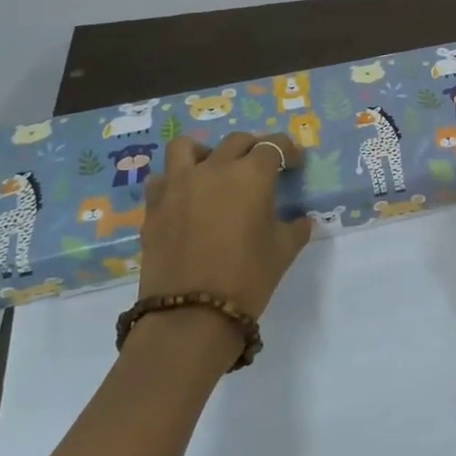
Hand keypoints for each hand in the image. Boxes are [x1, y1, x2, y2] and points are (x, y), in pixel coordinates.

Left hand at [139, 133, 312, 316]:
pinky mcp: (154, 207)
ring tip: (215, 170)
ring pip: (188, 147)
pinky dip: (177, 180)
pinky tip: (188, 198)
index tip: (295, 164)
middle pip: (237, 142)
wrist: (192, 314)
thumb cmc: (248, 277)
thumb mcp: (284, 251)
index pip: (274, 146)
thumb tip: (301, 220)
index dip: (288, 151)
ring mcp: (179, 185)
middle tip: (263, 167)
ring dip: (207, 152)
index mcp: (252, 175)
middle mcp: (214, 169)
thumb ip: (296, 228)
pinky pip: (164, 178)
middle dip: (254, 149)